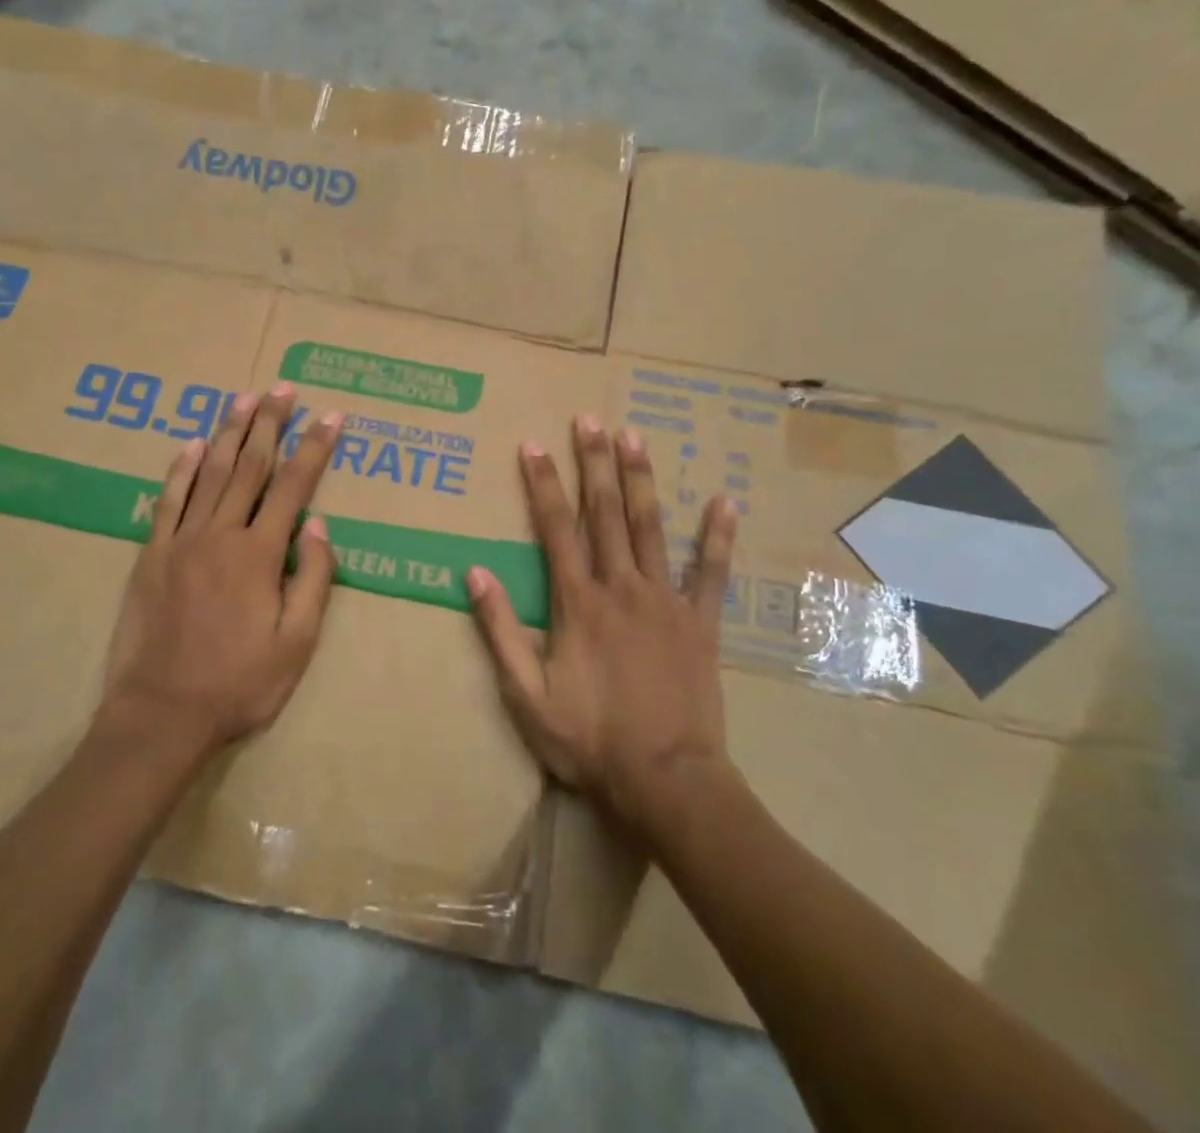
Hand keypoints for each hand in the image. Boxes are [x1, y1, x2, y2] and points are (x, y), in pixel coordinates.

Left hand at [101, 385, 341, 751]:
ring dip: (230, 433)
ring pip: (210, 473)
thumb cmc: (239, 684)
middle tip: (283, 389)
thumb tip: (318, 525)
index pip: (295, 486)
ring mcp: (181, 541)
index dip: (315, 447)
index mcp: (259, 554)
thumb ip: (312, 578)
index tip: (332, 416)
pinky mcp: (151, 555)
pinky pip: (168, 500)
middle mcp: (221, 534)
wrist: (161, 715)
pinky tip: (193, 444)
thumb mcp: (296, 643)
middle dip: (271, 424)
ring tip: (244, 399)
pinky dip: (181, 469)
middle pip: (251, 467)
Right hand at [465, 415, 738, 840]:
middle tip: (589, 419)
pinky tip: (724, 501)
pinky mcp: (700, 622)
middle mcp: (621, 587)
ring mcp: (665, 601)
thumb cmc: (589, 740)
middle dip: (593, 463)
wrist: (666, 780)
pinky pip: (710, 572)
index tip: (534, 444)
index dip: (542, 483)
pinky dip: (716, 537)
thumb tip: (475, 573)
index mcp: (577, 602)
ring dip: (641, 480)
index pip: (555, 527)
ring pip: (651, 528)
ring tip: (635, 437)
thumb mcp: (526, 694)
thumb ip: (501, 630)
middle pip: (605, 513)